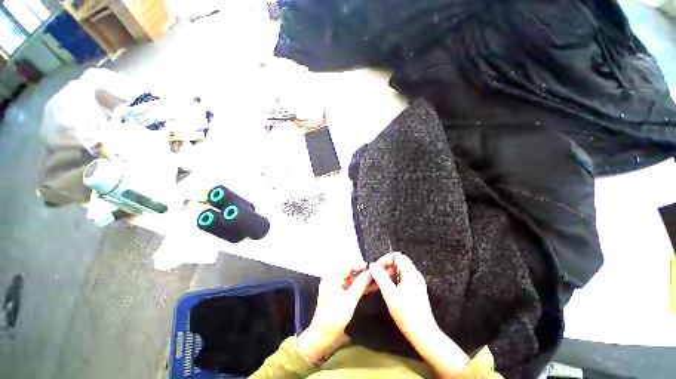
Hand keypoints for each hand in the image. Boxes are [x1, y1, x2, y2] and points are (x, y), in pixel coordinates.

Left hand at [297, 262, 371, 362]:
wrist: (322, 335)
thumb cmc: (335, 315)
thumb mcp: (350, 299)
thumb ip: (361, 283)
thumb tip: (370, 272)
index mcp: (332, 277)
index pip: (348, 266)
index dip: (361, 266)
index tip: (374, 267)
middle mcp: (333, 279)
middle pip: (350, 272)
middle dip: (363, 273)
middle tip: (377, 274)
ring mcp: (335, 287)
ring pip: (351, 280)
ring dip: (362, 281)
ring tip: (376, 280)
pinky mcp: (338, 295)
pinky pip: (349, 287)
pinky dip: (358, 287)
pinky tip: (370, 288)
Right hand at [368, 252, 437, 338]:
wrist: (424, 335)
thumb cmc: (407, 313)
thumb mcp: (390, 294)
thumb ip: (380, 277)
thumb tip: (372, 265)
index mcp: (410, 273)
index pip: (396, 256)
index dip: (384, 259)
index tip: (376, 269)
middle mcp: (414, 275)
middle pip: (398, 262)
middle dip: (386, 266)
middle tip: (377, 277)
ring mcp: (416, 283)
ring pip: (400, 271)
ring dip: (389, 274)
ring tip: (381, 284)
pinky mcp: (415, 291)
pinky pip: (402, 279)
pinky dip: (393, 281)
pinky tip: (388, 291)